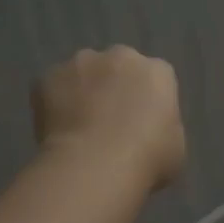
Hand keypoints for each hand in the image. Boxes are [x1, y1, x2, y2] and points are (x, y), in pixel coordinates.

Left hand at [34, 46, 185, 193]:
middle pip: (118, 67)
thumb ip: (163, 128)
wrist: (94, 165)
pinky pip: (53, 88)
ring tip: (79, 128)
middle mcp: (120, 56)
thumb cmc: (146, 159)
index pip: (156, 78)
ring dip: (82, 92)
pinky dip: (54, 104)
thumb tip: (148, 131)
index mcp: (157, 72)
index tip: (142, 124)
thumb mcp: (176, 147)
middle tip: (109, 123)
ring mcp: (81, 64)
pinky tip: (57, 131)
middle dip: (114, 88)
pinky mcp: (47, 78)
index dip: (148, 100)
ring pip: (83, 73)